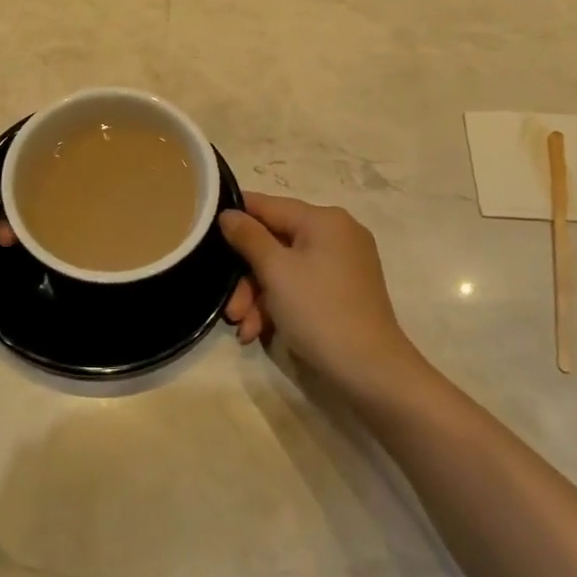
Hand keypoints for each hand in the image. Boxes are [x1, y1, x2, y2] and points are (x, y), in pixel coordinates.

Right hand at [218, 193, 422, 394]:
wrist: (371, 371)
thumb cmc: (319, 311)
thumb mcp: (275, 271)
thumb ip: (248, 236)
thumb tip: (228, 213)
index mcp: (324, 219)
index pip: (267, 205)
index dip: (235, 217)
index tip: (205, 235)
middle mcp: (337, 234)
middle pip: (275, 242)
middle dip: (247, 276)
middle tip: (230, 309)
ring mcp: (343, 264)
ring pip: (286, 268)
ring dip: (259, 296)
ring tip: (244, 329)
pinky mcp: (345, 291)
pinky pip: (302, 285)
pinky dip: (280, 304)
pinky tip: (261, 332)